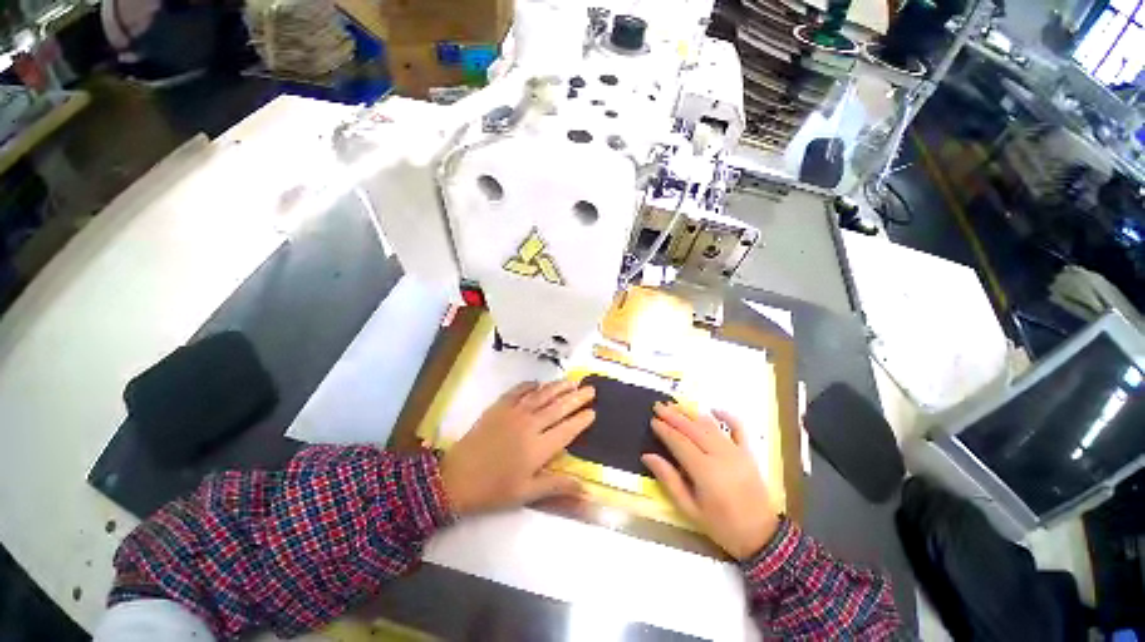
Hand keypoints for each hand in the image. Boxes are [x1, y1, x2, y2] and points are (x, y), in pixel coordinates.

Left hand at [440, 380, 595, 514]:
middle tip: (591, 389)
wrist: (456, 478)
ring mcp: (514, 413)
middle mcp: (531, 425)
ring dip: (558, 387)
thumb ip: (558, 486)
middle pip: (559, 407)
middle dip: (577, 398)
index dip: (581, 420)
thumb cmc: (494, 489)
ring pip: (542, 395)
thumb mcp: (526, 493)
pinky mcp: (499, 406)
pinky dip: (530, 385)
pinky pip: (518, 390)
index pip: (567, 429)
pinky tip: (538, 383)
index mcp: (539, 448)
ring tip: (572, 382)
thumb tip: (588, 490)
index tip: (593, 412)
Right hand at [642, 403, 779, 559]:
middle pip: (693, 429)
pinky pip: (738, 429)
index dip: (665, 430)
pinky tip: (714, 409)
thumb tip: (648, 456)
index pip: (679, 442)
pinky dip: (727, 417)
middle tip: (659, 406)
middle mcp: (720, 455)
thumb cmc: (722, 525)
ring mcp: (736, 452)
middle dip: (674, 416)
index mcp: (705, 471)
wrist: (761, 536)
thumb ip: (669, 480)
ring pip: (710, 426)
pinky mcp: (748, 453)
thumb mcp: (690, 509)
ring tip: (676, 405)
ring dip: (692, 414)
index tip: (653, 420)